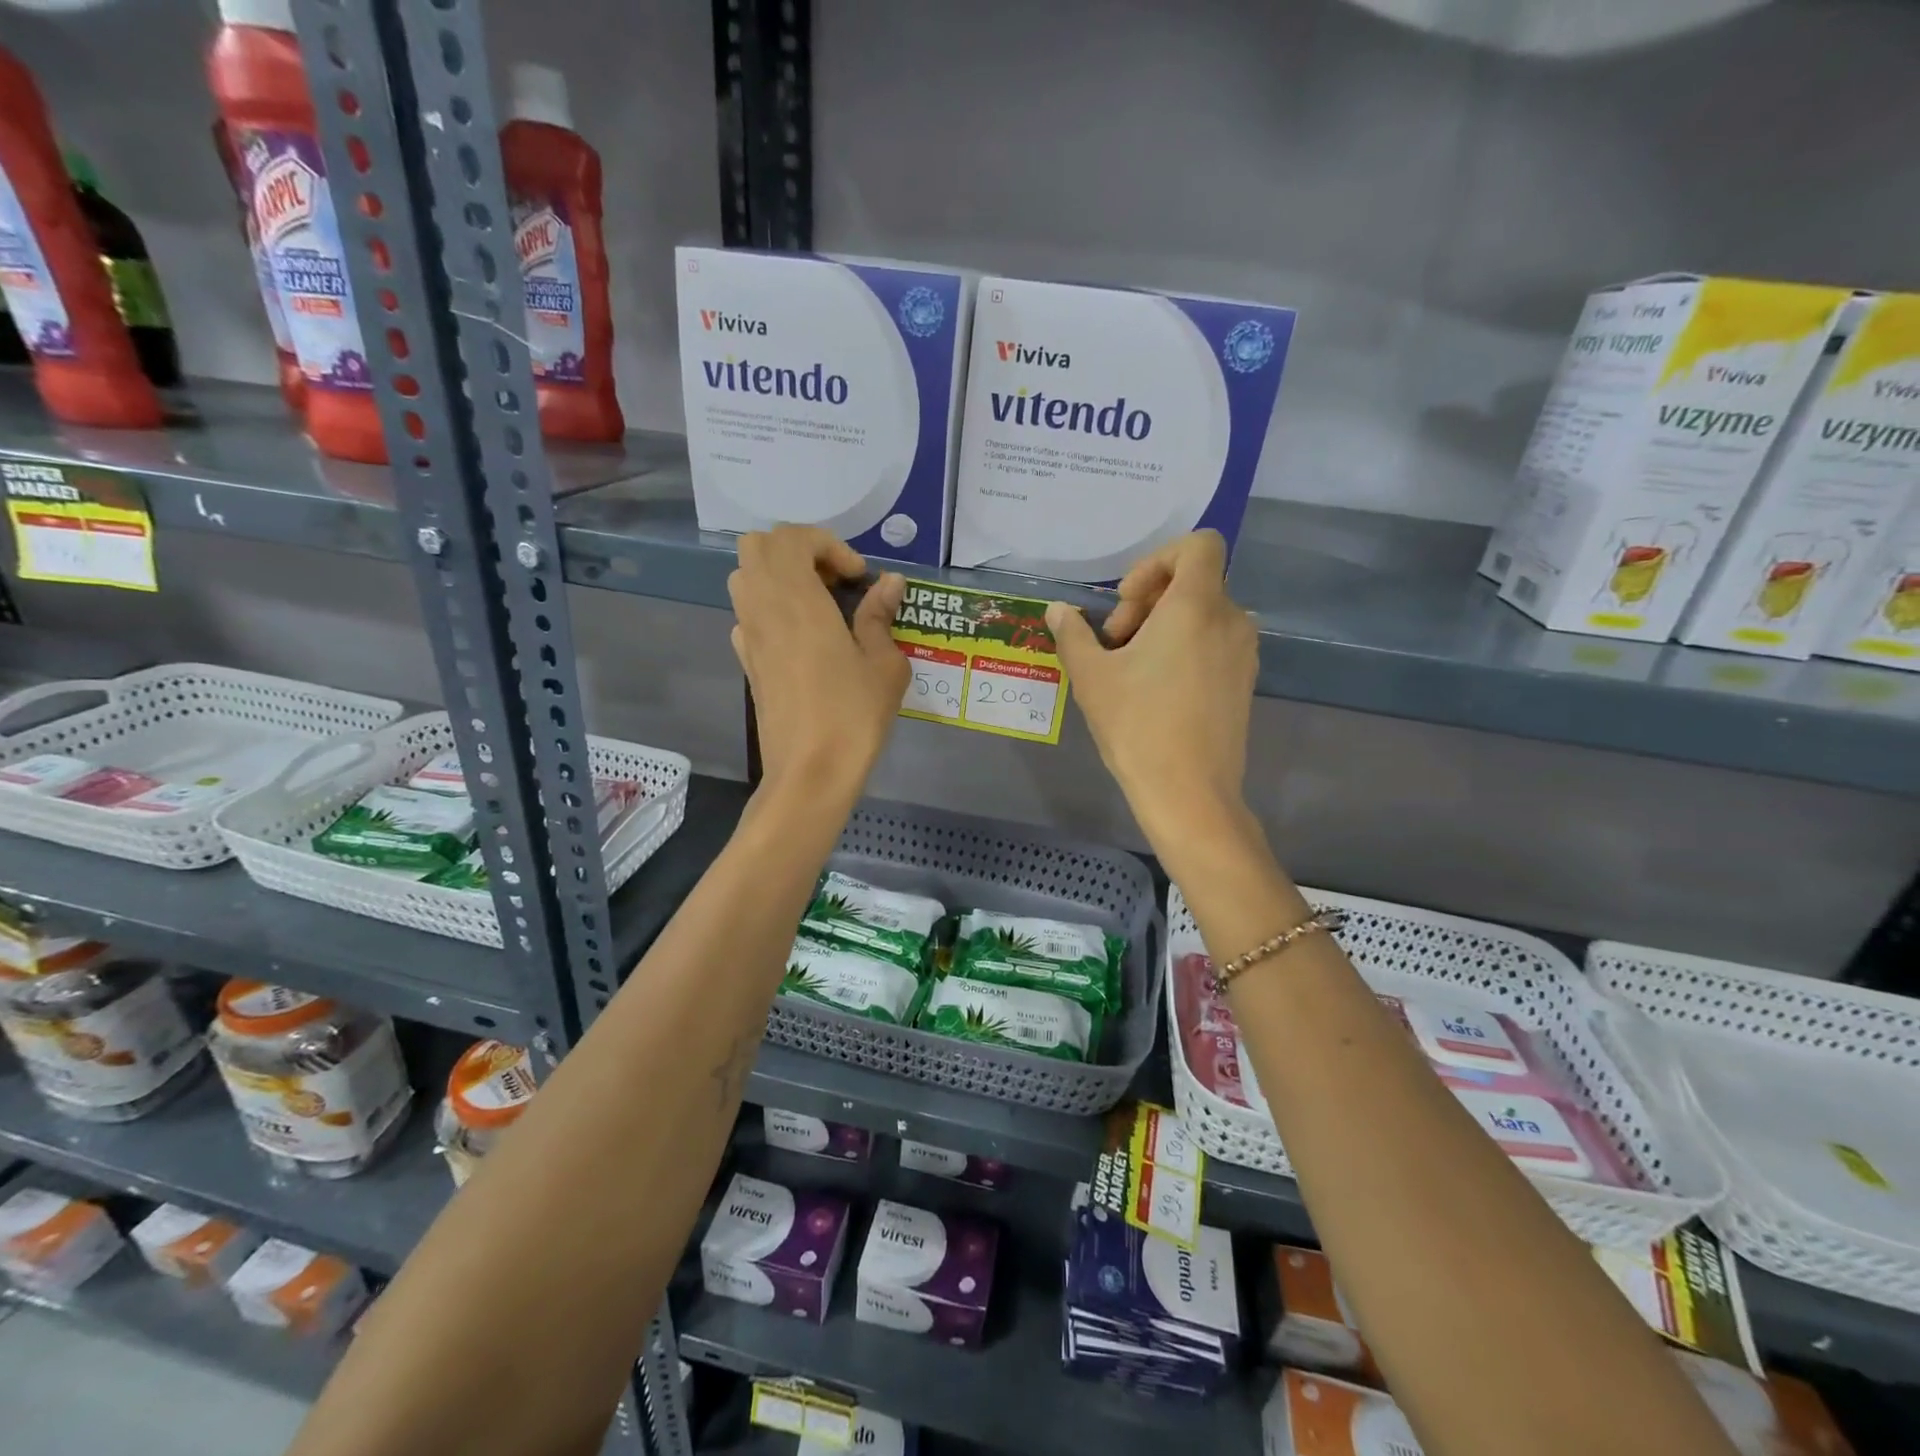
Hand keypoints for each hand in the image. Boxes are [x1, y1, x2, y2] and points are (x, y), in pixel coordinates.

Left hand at [729, 527, 907, 805]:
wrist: (809, 773)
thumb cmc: (853, 716)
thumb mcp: (884, 665)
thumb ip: (881, 616)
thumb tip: (890, 582)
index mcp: (796, 599)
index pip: (792, 537)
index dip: (829, 545)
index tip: (858, 578)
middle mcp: (763, 607)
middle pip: (758, 546)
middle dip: (798, 551)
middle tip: (834, 581)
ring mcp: (748, 635)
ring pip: (746, 577)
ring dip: (780, 576)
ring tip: (819, 605)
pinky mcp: (746, 662)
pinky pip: (747, 615)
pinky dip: (771, 609)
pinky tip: (802, 640)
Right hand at [1047, 531, 1257, 852]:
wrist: (1189, 793)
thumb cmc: (1137, 726)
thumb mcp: (1091, 676)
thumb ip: (1073, 633)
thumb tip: (1058, 610)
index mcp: (1197, 606)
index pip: (1198, 544)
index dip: (1157, 560)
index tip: (1126, 602)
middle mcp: (1230, 619)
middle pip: (1194, 580)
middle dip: (1149, 600)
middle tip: (1116, 643)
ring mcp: (1244, 652)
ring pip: (1203, 613)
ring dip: (1164, 626)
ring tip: (1131, 669)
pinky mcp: (1245, 680)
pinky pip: (1214, 641)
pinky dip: (1185, 647)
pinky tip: (1156, 689)